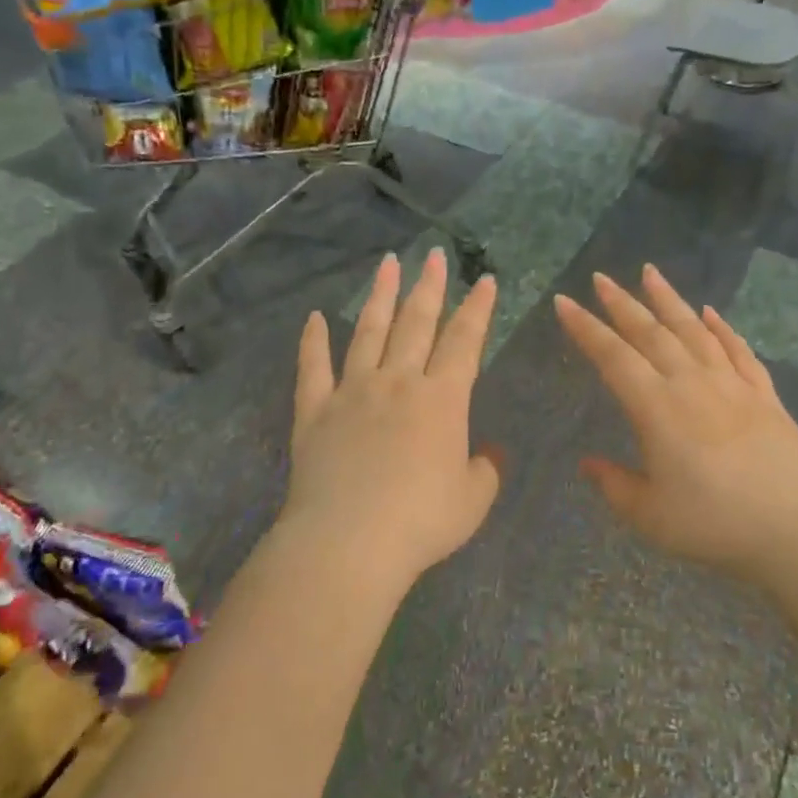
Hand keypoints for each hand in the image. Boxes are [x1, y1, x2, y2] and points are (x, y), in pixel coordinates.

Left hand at [283, 249, 500, 591]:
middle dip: (429, 287)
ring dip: (380, 296)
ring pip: (369, 332)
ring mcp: (352, 392)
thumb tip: (485, 454)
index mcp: (442, 400)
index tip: (485, 280)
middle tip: (435, 255)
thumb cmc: (421, 522)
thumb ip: (483, 471)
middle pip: (417, 323)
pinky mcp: (315, 411)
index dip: (478, 309)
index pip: (465, 341)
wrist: (349, 542)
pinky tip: (313, 318)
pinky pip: (313, 368)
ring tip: (388, 264)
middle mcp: (398, 383)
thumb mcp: (472, 501)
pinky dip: (312, 342)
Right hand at [553, 265, 797, 587]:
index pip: (612, 356)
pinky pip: (737, 350)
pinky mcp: (763, 394)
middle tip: (600, 278)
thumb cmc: (715, 523)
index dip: (585, 328)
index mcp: (656, 407)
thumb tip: (588, 463)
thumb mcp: (651, 515)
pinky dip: (721, 328)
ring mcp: (731, 384)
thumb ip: (615, 485)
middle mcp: (691, 383)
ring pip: (693, 330)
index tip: (564, 302)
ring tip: (650, 273)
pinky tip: (710, 313)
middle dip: (621, 303)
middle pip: (650, 332)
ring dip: (668, 300)